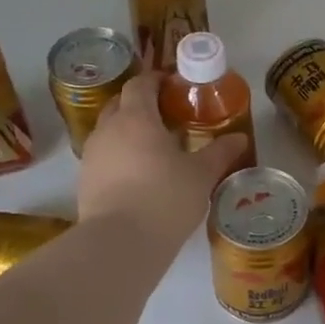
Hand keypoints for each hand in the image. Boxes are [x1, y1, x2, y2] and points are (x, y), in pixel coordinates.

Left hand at [78, 73, 247, 251]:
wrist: (120, 243)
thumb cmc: (165, 198)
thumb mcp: (201, 175)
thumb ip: (220, 152)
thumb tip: (240, 138)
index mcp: (136, 117)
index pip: (141, 84)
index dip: (157, 79)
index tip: (175, 84)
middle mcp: (108, 129)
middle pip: (120, 103)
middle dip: (141, 103)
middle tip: (167, 115)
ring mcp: (92, 155)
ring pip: (109, 130)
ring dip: (128, 130)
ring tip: (154, 146)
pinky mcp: (85, 181)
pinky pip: (104, 156)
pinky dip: (119, 155)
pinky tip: (138, 174)